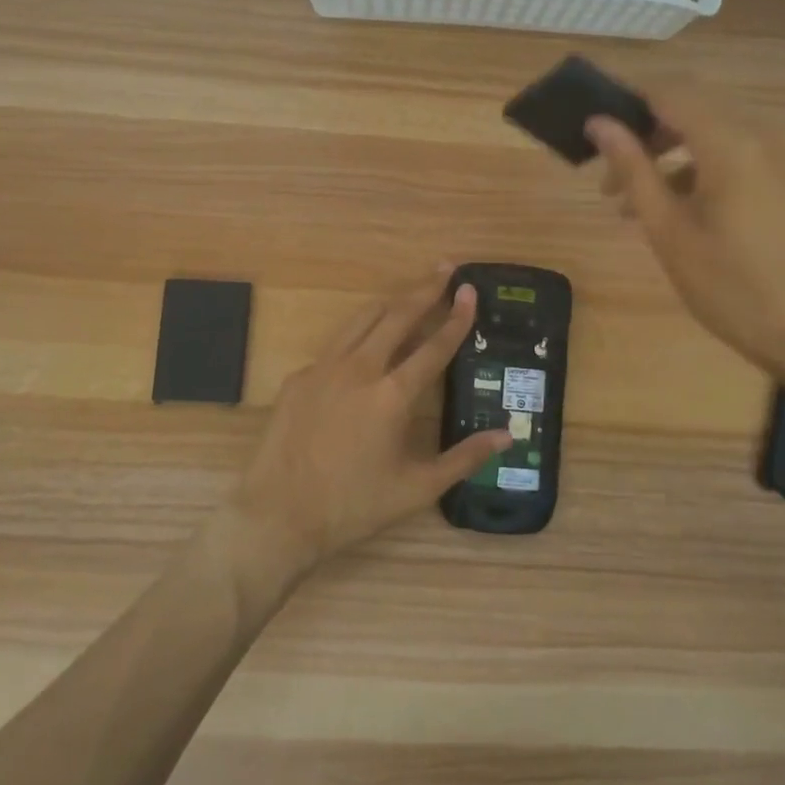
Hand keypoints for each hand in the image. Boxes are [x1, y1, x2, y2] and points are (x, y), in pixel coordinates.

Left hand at [223, 266, 511, 576]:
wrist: (277, 515)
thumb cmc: (352, 506)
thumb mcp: (416, 489)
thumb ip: (464, 458)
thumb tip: (507, 435)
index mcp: (392, 396)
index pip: (434, 346)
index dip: (456, 317)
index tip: (469, 290)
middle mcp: (359, 369)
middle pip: (397, 316)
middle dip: (423, 289)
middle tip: (444, 269)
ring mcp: (324, 369)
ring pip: (362, 320)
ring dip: (389, 302)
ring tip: (408, 292)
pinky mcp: (298, 377)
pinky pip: (335, 348)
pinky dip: (357, 339)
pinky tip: (364, 351)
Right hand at [586, 80, 784, 378]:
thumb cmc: (729, 285)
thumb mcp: (668, 229)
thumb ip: (633, 169)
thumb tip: (599, 124)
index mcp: (730, 143)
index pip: (669, 93)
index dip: (626, 100)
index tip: (590, 124)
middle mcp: (758, 134)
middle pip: (688, 107)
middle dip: (643, 131)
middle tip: (605, 170)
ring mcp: (776, 154)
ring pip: (706, 130)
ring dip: (664, 152)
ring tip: (625, 198)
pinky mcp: (781, 175)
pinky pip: (728, 151)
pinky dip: (693, 166)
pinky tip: (667, 207)